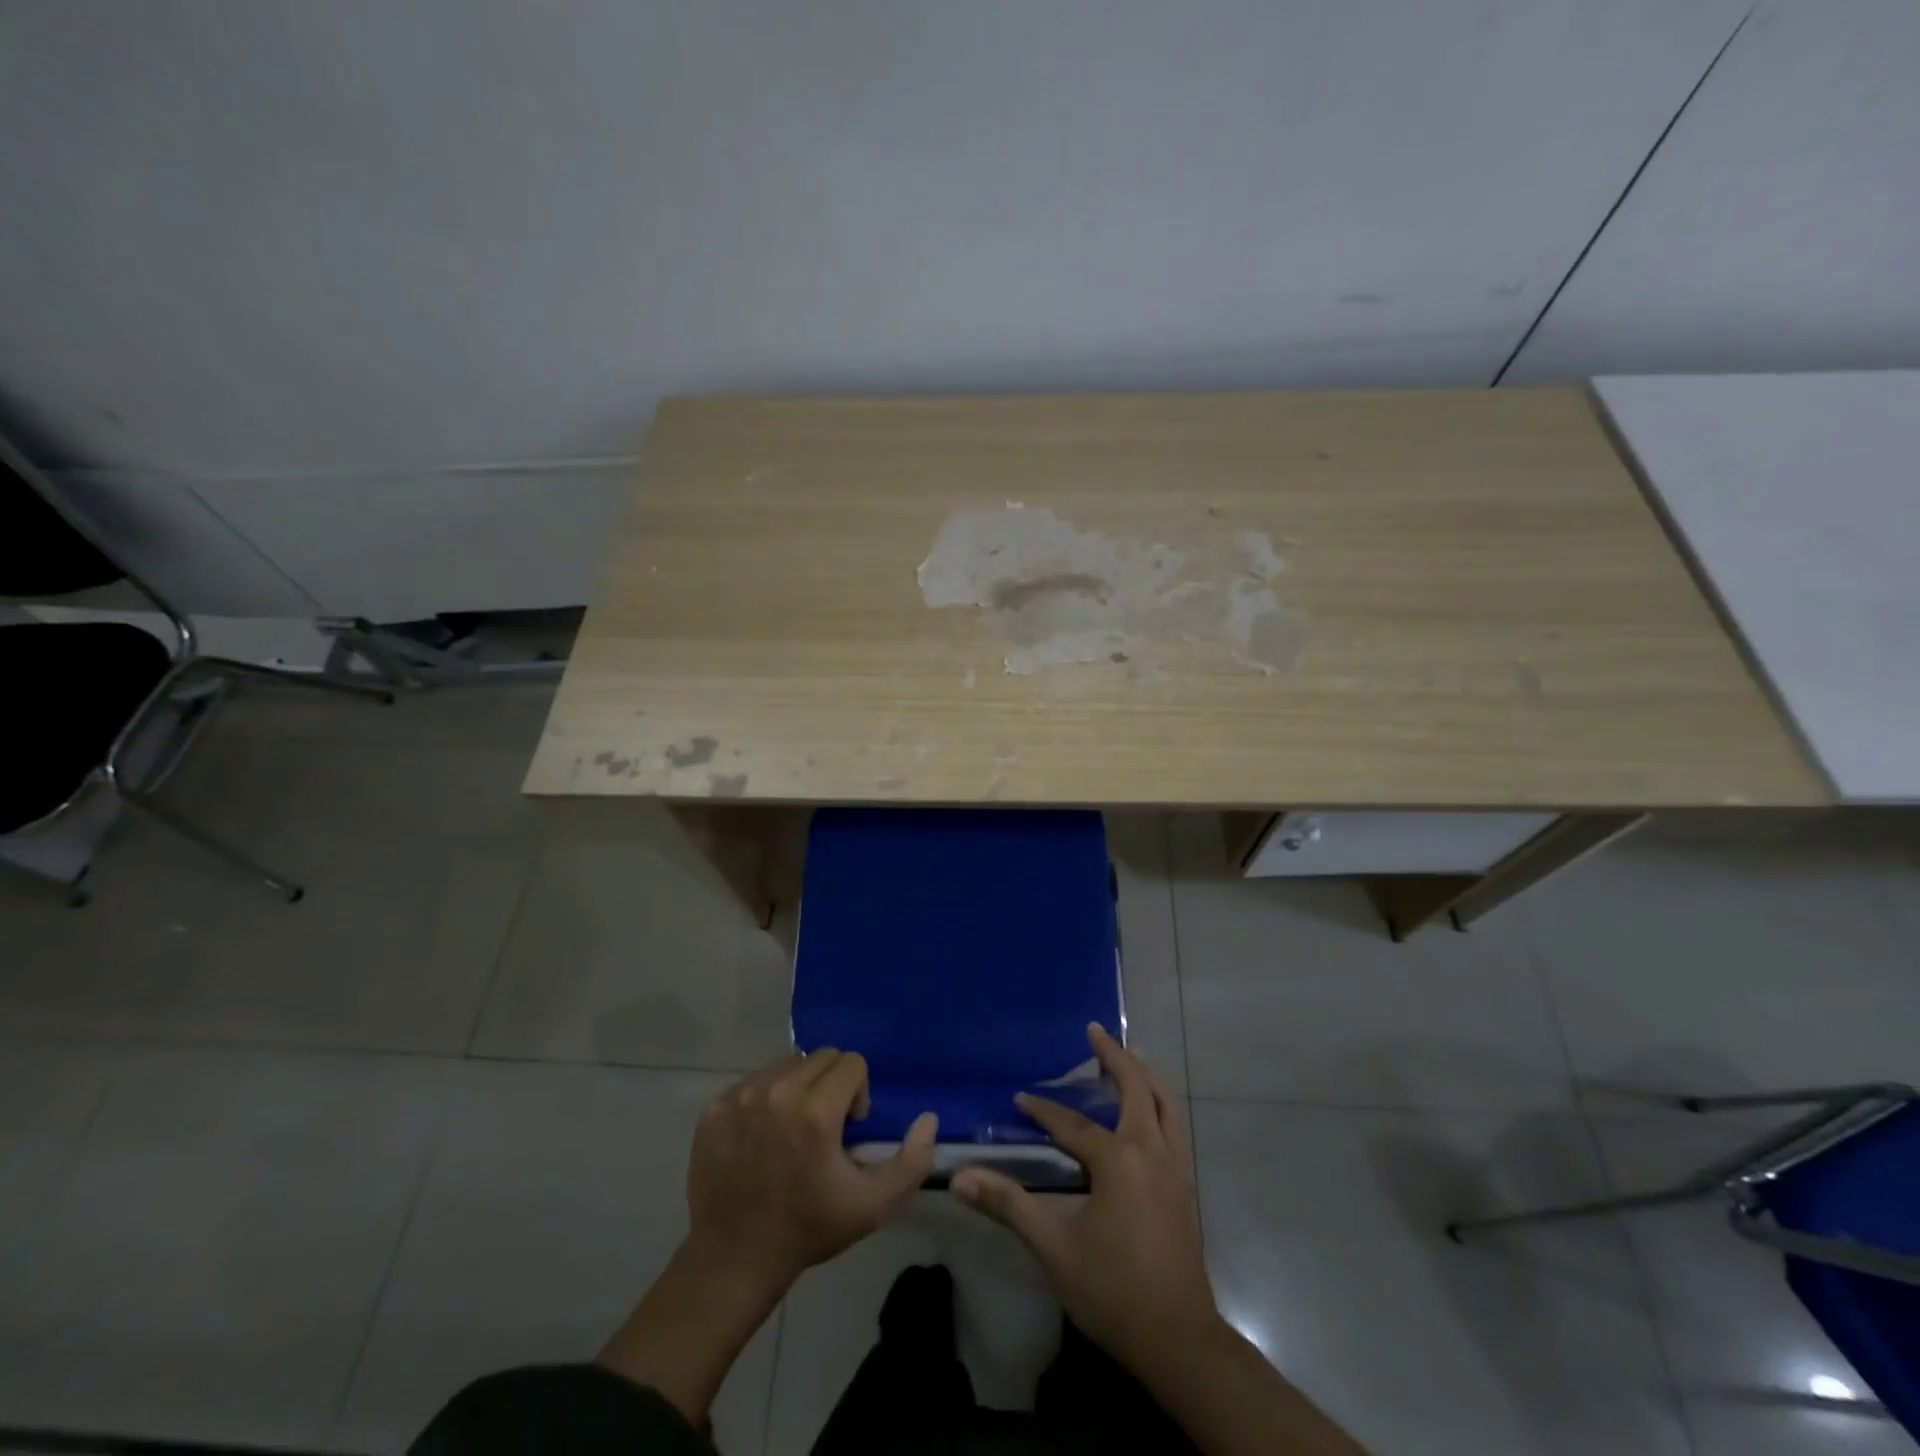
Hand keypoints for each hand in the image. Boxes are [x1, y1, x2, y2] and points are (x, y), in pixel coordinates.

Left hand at [687, 1049, 936, 1295]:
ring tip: (793, 1131)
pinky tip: (762, 1139)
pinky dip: (765, 1100)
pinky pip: (754, 1083)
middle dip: (831, 1085)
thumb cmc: (808, 1229)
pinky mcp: (715, 1108)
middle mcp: (776, 1092)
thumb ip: (911, 1161)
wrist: (734, 1260)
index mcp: (814, 1111)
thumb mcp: (872, 1205)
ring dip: (799, 1089)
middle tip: (824, 1128)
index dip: (858, 1093)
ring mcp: (740, 1097)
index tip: (848, 1128)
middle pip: (820, 1058)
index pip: (851, 1062)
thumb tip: (928, 1117)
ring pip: (786, 1066)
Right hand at [951, 1025, 1220, 1370]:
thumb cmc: (1114, 1290)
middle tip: (1095, 1031)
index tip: (1020, 1098)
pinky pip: (1173, 1125)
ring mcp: (1175, 1167)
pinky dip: (1158, 1102)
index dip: (1043, 1109)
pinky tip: (1148, 1112)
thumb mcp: (1055, 1248)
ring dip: (1144, 1075)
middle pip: (1136, 1088)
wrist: (1180, 1340)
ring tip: (1129, 1055)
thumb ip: (1009, 1205)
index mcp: (1119, 1160)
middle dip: (1115, 1056)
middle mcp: (1151, 1151)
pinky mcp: (1185, 1186)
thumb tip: (960, 1177)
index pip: (1072, 1124)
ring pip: (1164, 1103)